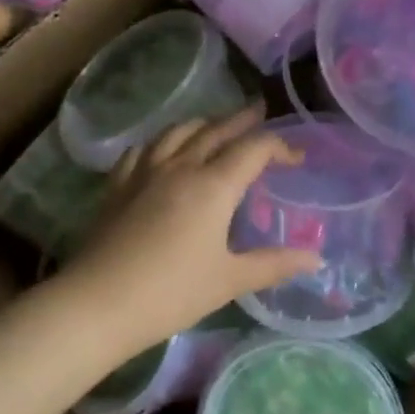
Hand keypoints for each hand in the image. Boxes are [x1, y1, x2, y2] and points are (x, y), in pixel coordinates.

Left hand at [62, 103, 322, 361]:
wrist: (98, 302)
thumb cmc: (172, 293)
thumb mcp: (229, 281)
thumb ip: (274, 264)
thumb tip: (316, 257)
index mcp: (213, 186)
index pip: (254, 149)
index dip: (280, 147)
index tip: (296, 158)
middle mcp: (180, 167)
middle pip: (216, 130)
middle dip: (242, 120)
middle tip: (259, 111)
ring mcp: (144, 172)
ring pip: (177, 132)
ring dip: (202, 123)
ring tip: (214, 125)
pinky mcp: (118, 185)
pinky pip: (143, 148)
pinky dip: (162, 141)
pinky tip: (162, 150)